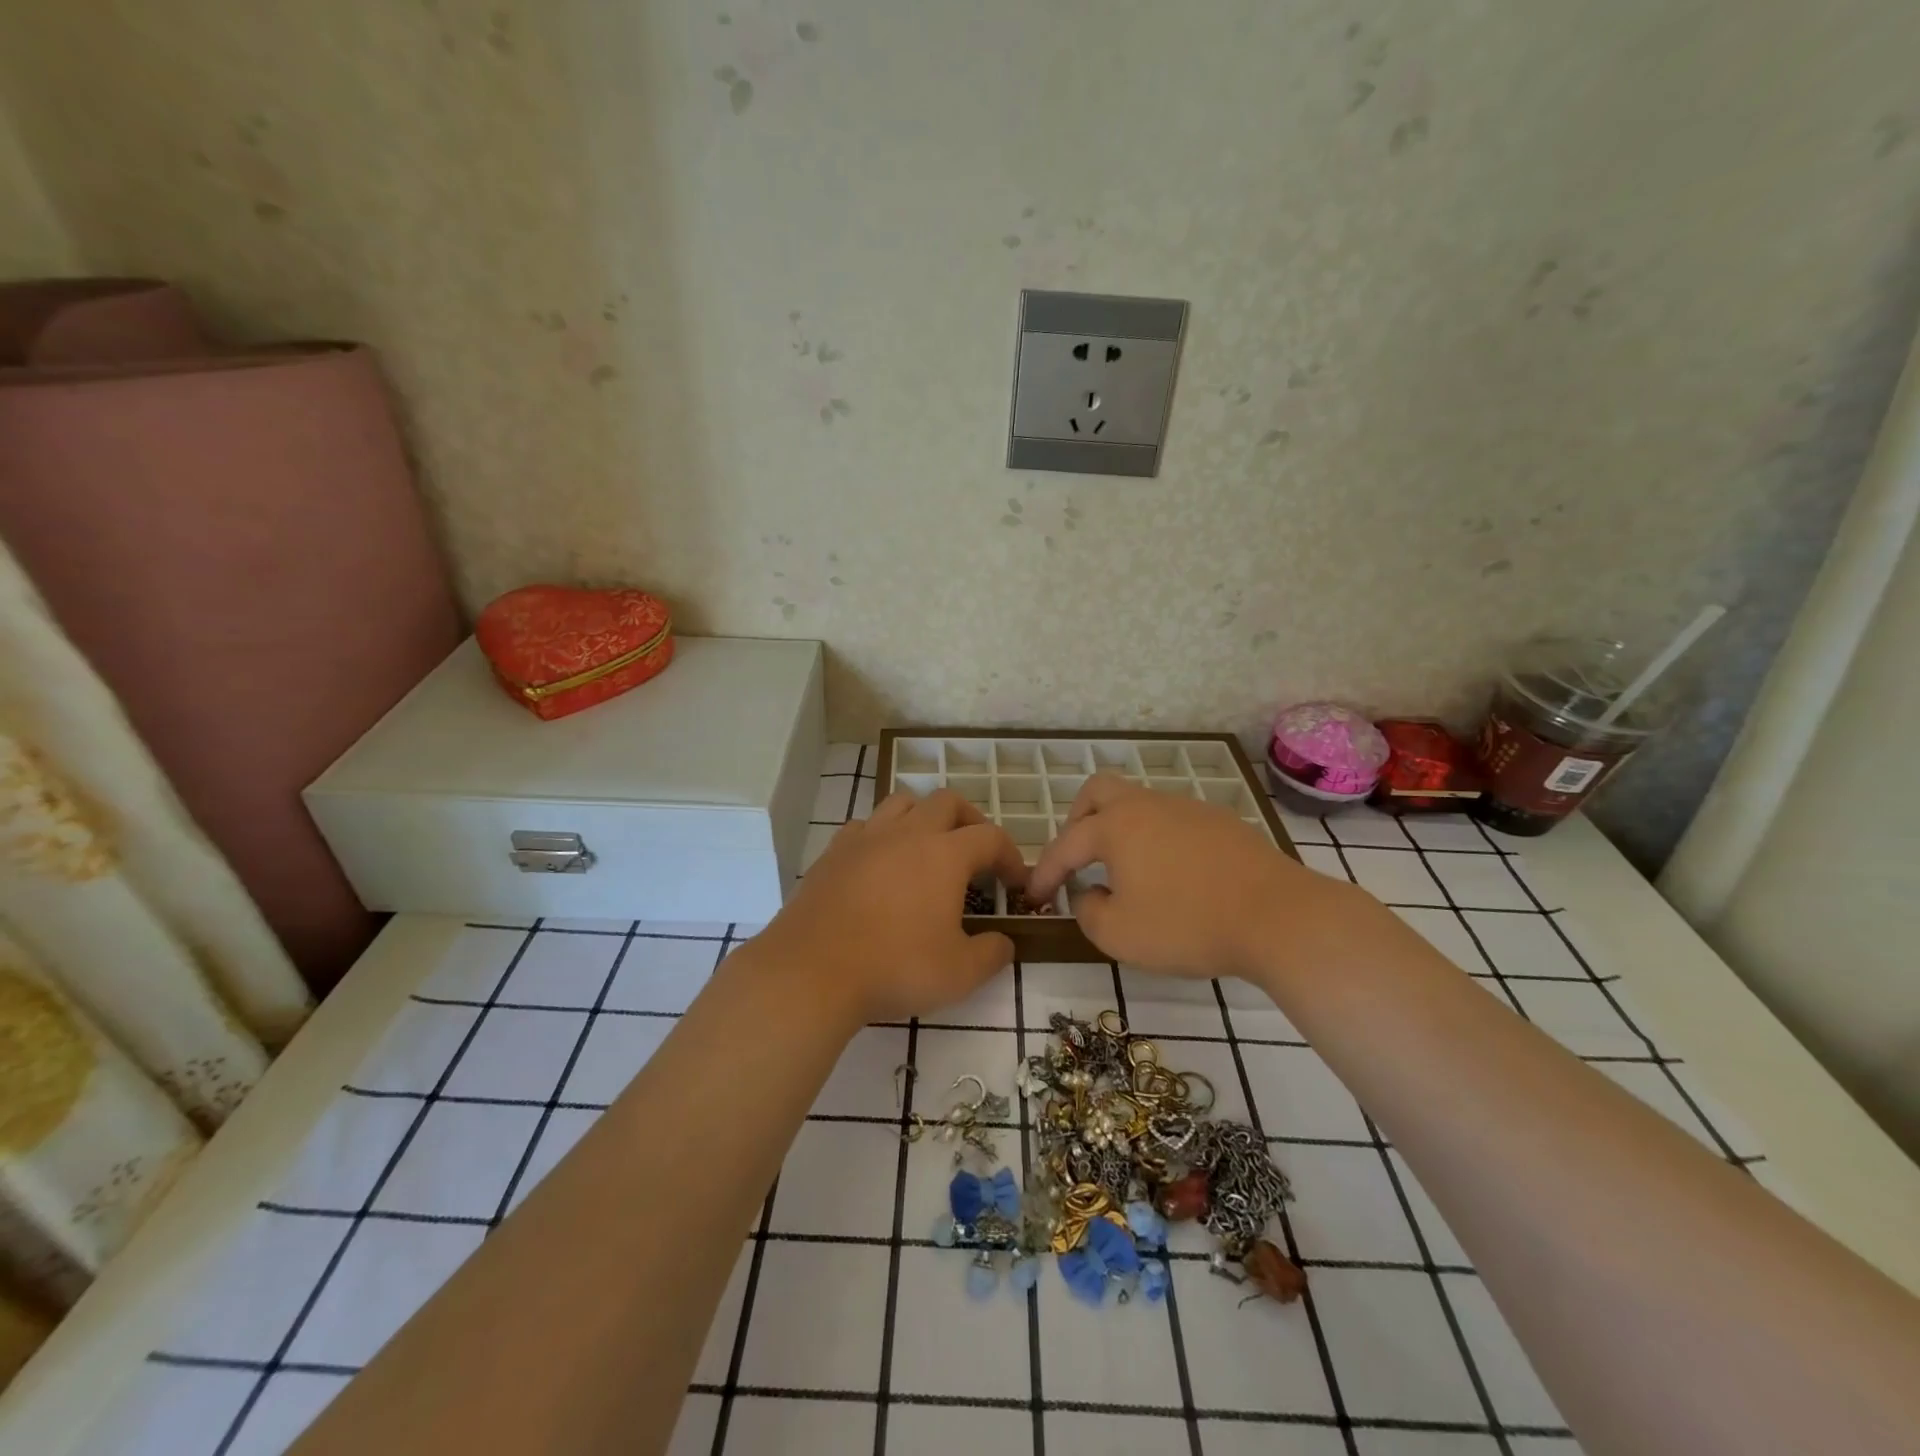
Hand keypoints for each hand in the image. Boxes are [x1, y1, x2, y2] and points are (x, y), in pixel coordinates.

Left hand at [758, 788, 1028, 1023]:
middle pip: (947, 801)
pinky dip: (882, 835)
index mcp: (945, 854)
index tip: (1014, 882)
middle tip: (975, 852)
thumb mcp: (960, 974)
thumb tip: (1003, 942)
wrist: (812, 971)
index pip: (990, 837)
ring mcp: (866, 838)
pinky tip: (881, 863)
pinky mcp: (833, 852)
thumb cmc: (894, 968)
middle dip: (970, 820)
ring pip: (903, 802)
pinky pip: (865, 826)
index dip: (1010, 855)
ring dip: (924, 816)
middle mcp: (907, 833)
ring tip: (928, 847)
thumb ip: (992, 954)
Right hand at [1027, 772, 1369, 980]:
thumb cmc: (1188, 925)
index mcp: (1117, 826)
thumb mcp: (1119, 935)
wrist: (1278, 918)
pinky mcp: (1221, 824)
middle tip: (1078, 857)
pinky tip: (1172, 876)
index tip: (1034, 897)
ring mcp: (1188, 809)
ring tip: (1126, 872)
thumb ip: (1088, 913)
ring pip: (1140, 804)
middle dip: (1078, 820)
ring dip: (1121, 830)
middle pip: (1099, 791)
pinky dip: (1156, 840)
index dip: (1045, 872)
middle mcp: (1149, 806)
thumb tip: (1090, 894)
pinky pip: (1173, 821)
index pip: (1066, 844)